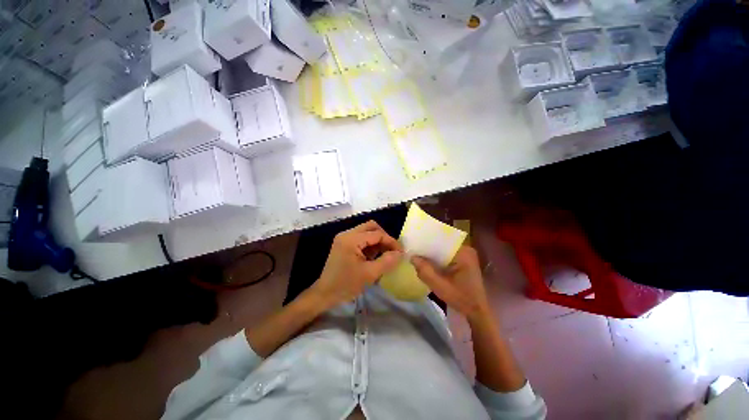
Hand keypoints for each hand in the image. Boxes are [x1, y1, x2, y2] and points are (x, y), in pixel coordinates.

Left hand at [310, 221, 402, 309]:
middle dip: (384, 237)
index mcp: (351, 239)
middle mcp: (347, 234)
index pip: (377, 234)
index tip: (401, 252)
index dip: (391, 242)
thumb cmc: (346, 285)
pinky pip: (361, 238)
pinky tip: (374, 257)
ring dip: (377, 241)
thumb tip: (400, 253)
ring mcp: (344, 238)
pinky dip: (370, 245)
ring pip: (366, 232)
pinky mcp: (343, 244)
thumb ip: (386, 261)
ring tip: (385, 255)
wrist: (324, 294)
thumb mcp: (369, 274)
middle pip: (371, 227)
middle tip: (392, 250)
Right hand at [411, 246, 489, 321]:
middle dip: (428, 250)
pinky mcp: (463, 261)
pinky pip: (446, 256)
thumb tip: (412, 257)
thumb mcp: (440, 286)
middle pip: (442, 245)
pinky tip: (429, 265)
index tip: (414, 248)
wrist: (477, 311)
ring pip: (443, 251)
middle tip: (414, 254)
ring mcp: (465, 255)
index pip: (441, 241)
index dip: (426, 243)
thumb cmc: (461, 298)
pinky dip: (438, 260)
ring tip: (419, 259)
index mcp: (463, 252)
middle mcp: (465, 249)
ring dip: (432, 256)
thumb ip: (425, 271)